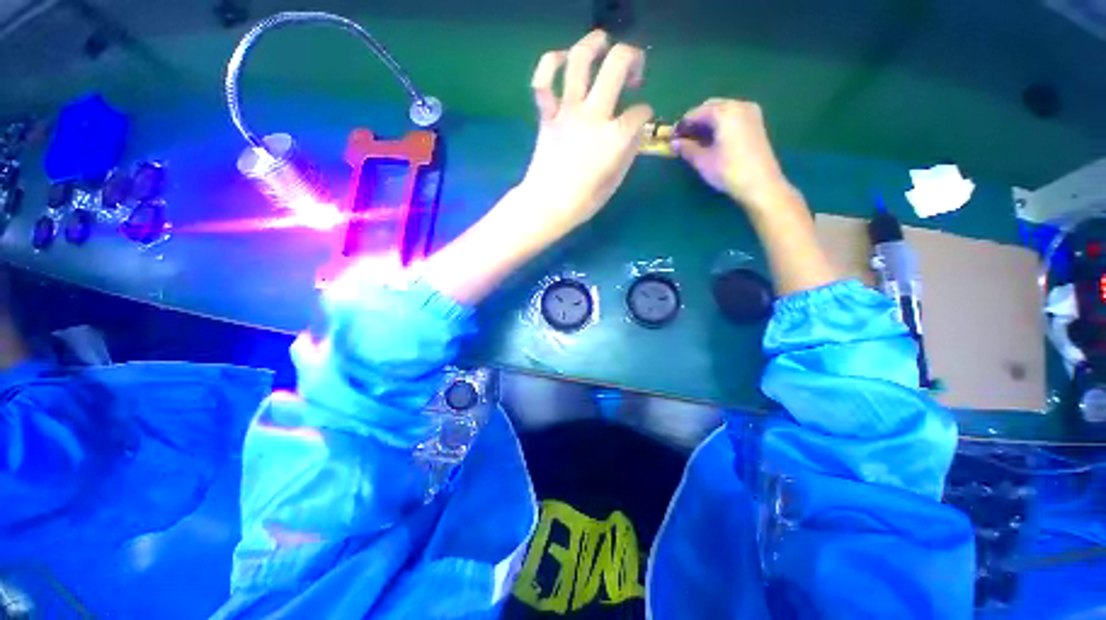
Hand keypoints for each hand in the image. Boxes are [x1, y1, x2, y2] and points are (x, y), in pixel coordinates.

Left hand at [515, 30, 653, 240]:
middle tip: (634, 74)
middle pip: (617, 65)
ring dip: (595, 42)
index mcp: (615, 137)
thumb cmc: (583, 201)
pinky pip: (542, 81)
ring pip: (580, 60)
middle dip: (633, 59)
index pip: (641, 112)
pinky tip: (562, 60)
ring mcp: (568, 112)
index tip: (640, 122)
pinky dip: (549, 63)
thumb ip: (629, 152)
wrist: (547, 206)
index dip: (645, 115)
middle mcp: (594, 116)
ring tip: (603, 44)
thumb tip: (636, 131)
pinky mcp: (547, 115)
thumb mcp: (615, 182)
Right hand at [675, 99, 793, 211]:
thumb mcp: (703, 161)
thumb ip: (686, 148)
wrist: (761, 184)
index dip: (683, 124)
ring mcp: (751, 113)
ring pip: (723, 110)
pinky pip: (733, 116)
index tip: (672, 137)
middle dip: (696, 120)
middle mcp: (739, 105)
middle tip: (684, 138)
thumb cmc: (728, 171)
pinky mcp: (756, 123)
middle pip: (711, 107)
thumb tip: (673, 143)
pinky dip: (721, 123)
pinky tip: (714, 139)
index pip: (697, 112)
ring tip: (697, 140)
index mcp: (725, 112)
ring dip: (708, 122)